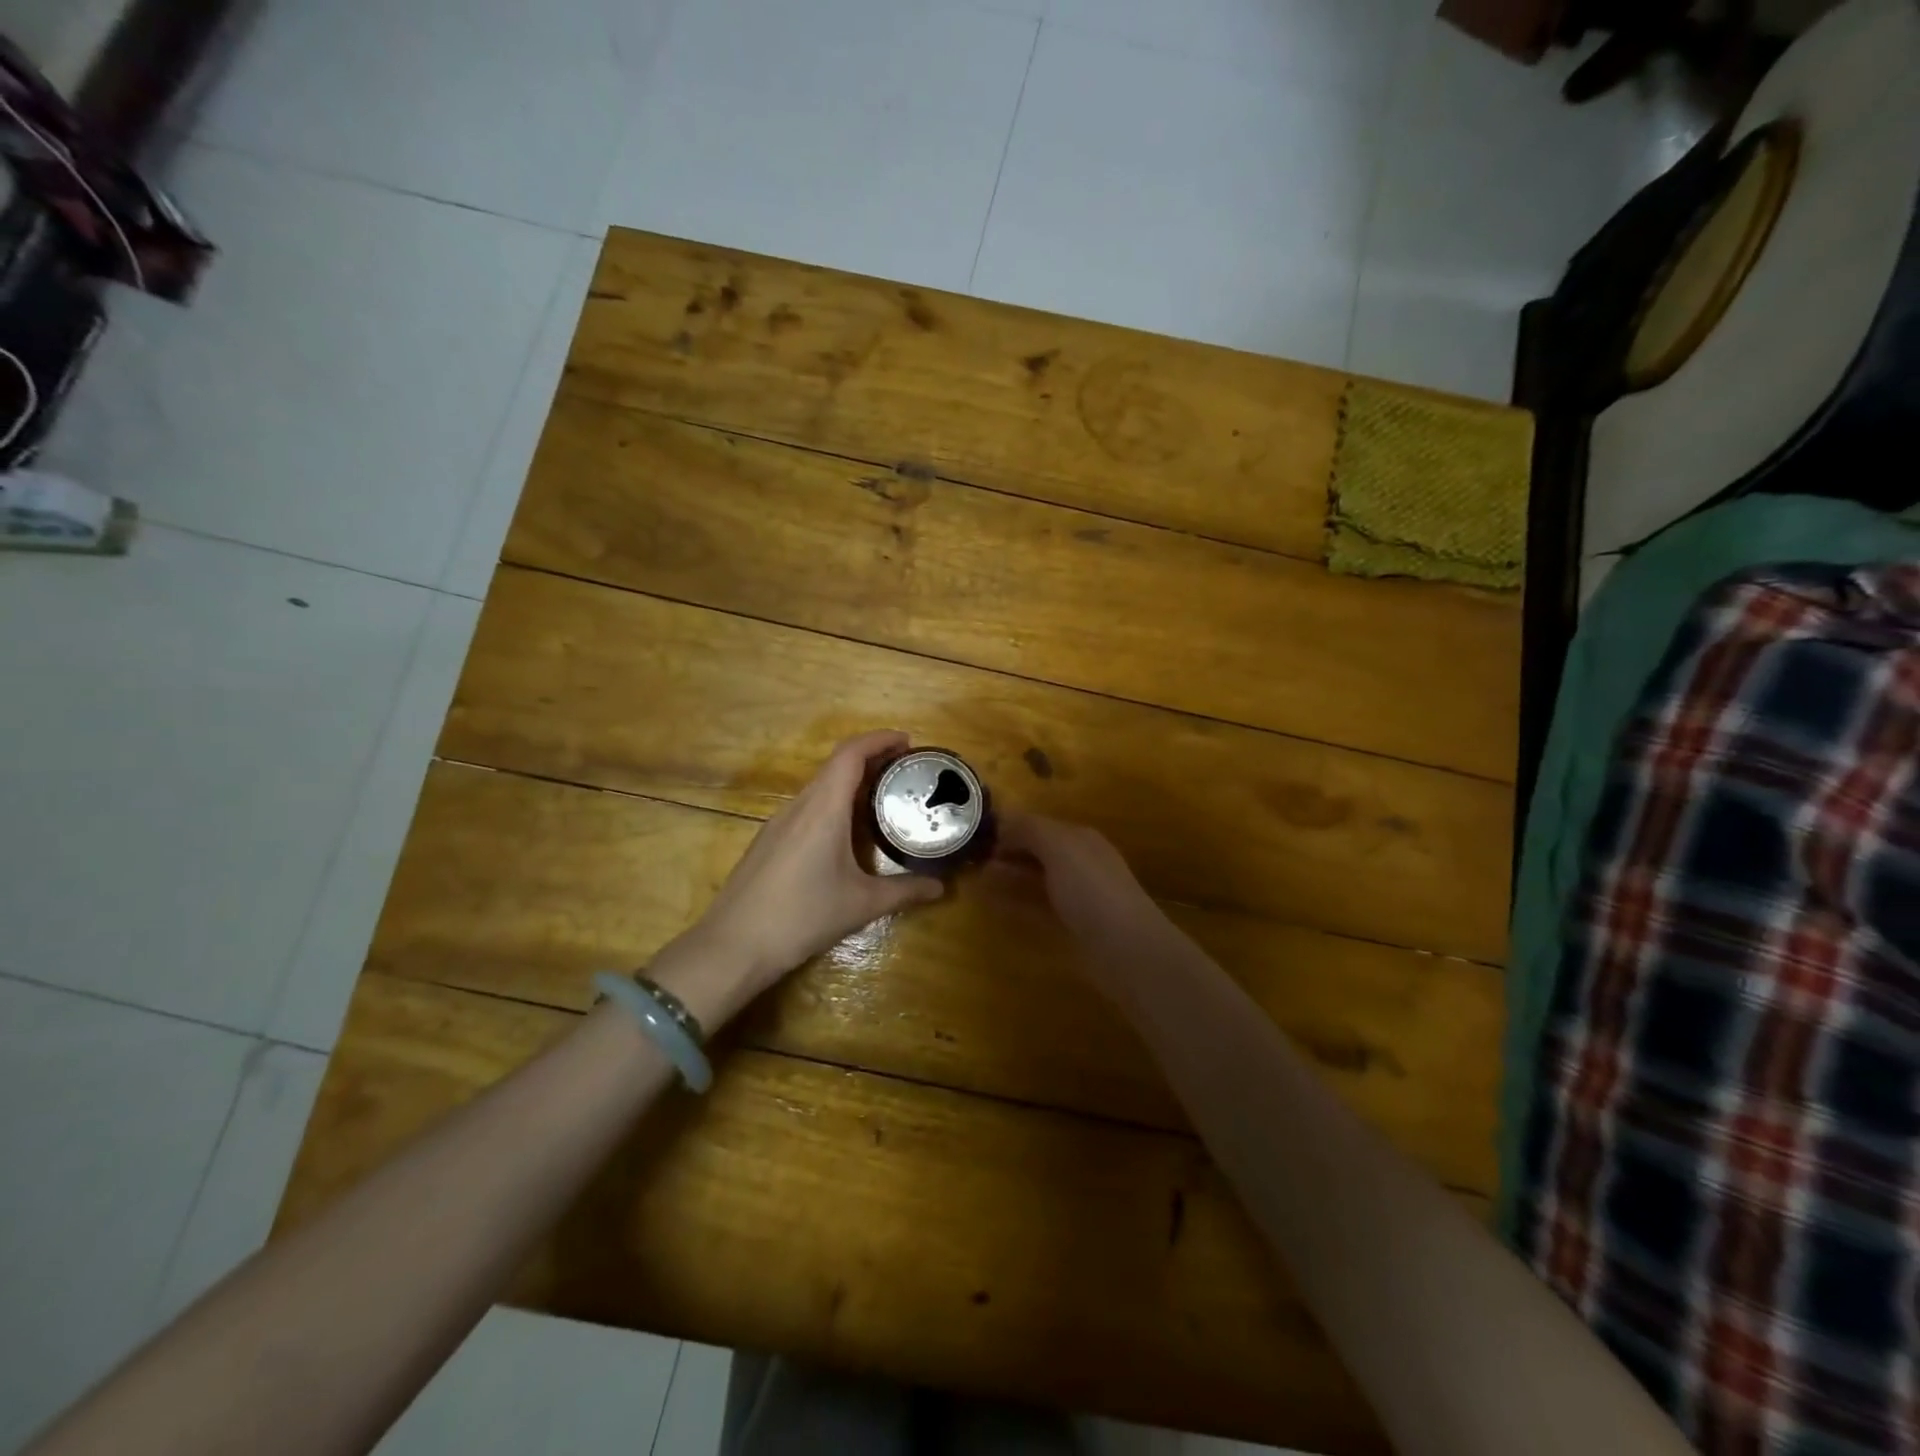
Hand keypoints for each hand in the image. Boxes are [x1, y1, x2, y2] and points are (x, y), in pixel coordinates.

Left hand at [662, 732, 944, 1013]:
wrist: (733, 945)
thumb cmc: (802, 916)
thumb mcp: (861, 904)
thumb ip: (904, 891)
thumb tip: (940, 887)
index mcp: (823, 809)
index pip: (850, 754)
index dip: (879, 739)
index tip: (907, 741)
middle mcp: (799, 806)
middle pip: (836, 765)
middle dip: (871, 759)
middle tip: (905, 771)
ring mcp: (779, 823)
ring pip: (820, 786)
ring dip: (851, 782)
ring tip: (882, 796)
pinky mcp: (769, 841)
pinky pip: (807, 807)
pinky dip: (833, 802)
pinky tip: (847, 830)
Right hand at [994, 811, 1168, 954]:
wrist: (1125, 946)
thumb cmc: (1091, 888)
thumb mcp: (1059, 846)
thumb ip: (1030, 829)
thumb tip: (1003, 821)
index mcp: (1080, 838)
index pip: (1040, 824)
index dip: (1011, 827)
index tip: (978, 836)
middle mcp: (1081, 862)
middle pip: (1039, 851)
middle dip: (1009, 852)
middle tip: (973, 858)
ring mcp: (1079, 895)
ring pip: (1038, 878)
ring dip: (1010, 876)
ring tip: (978, 878)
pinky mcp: (1074, 925)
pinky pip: (1038, 906)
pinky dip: (1016, 901)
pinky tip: (996, 904)